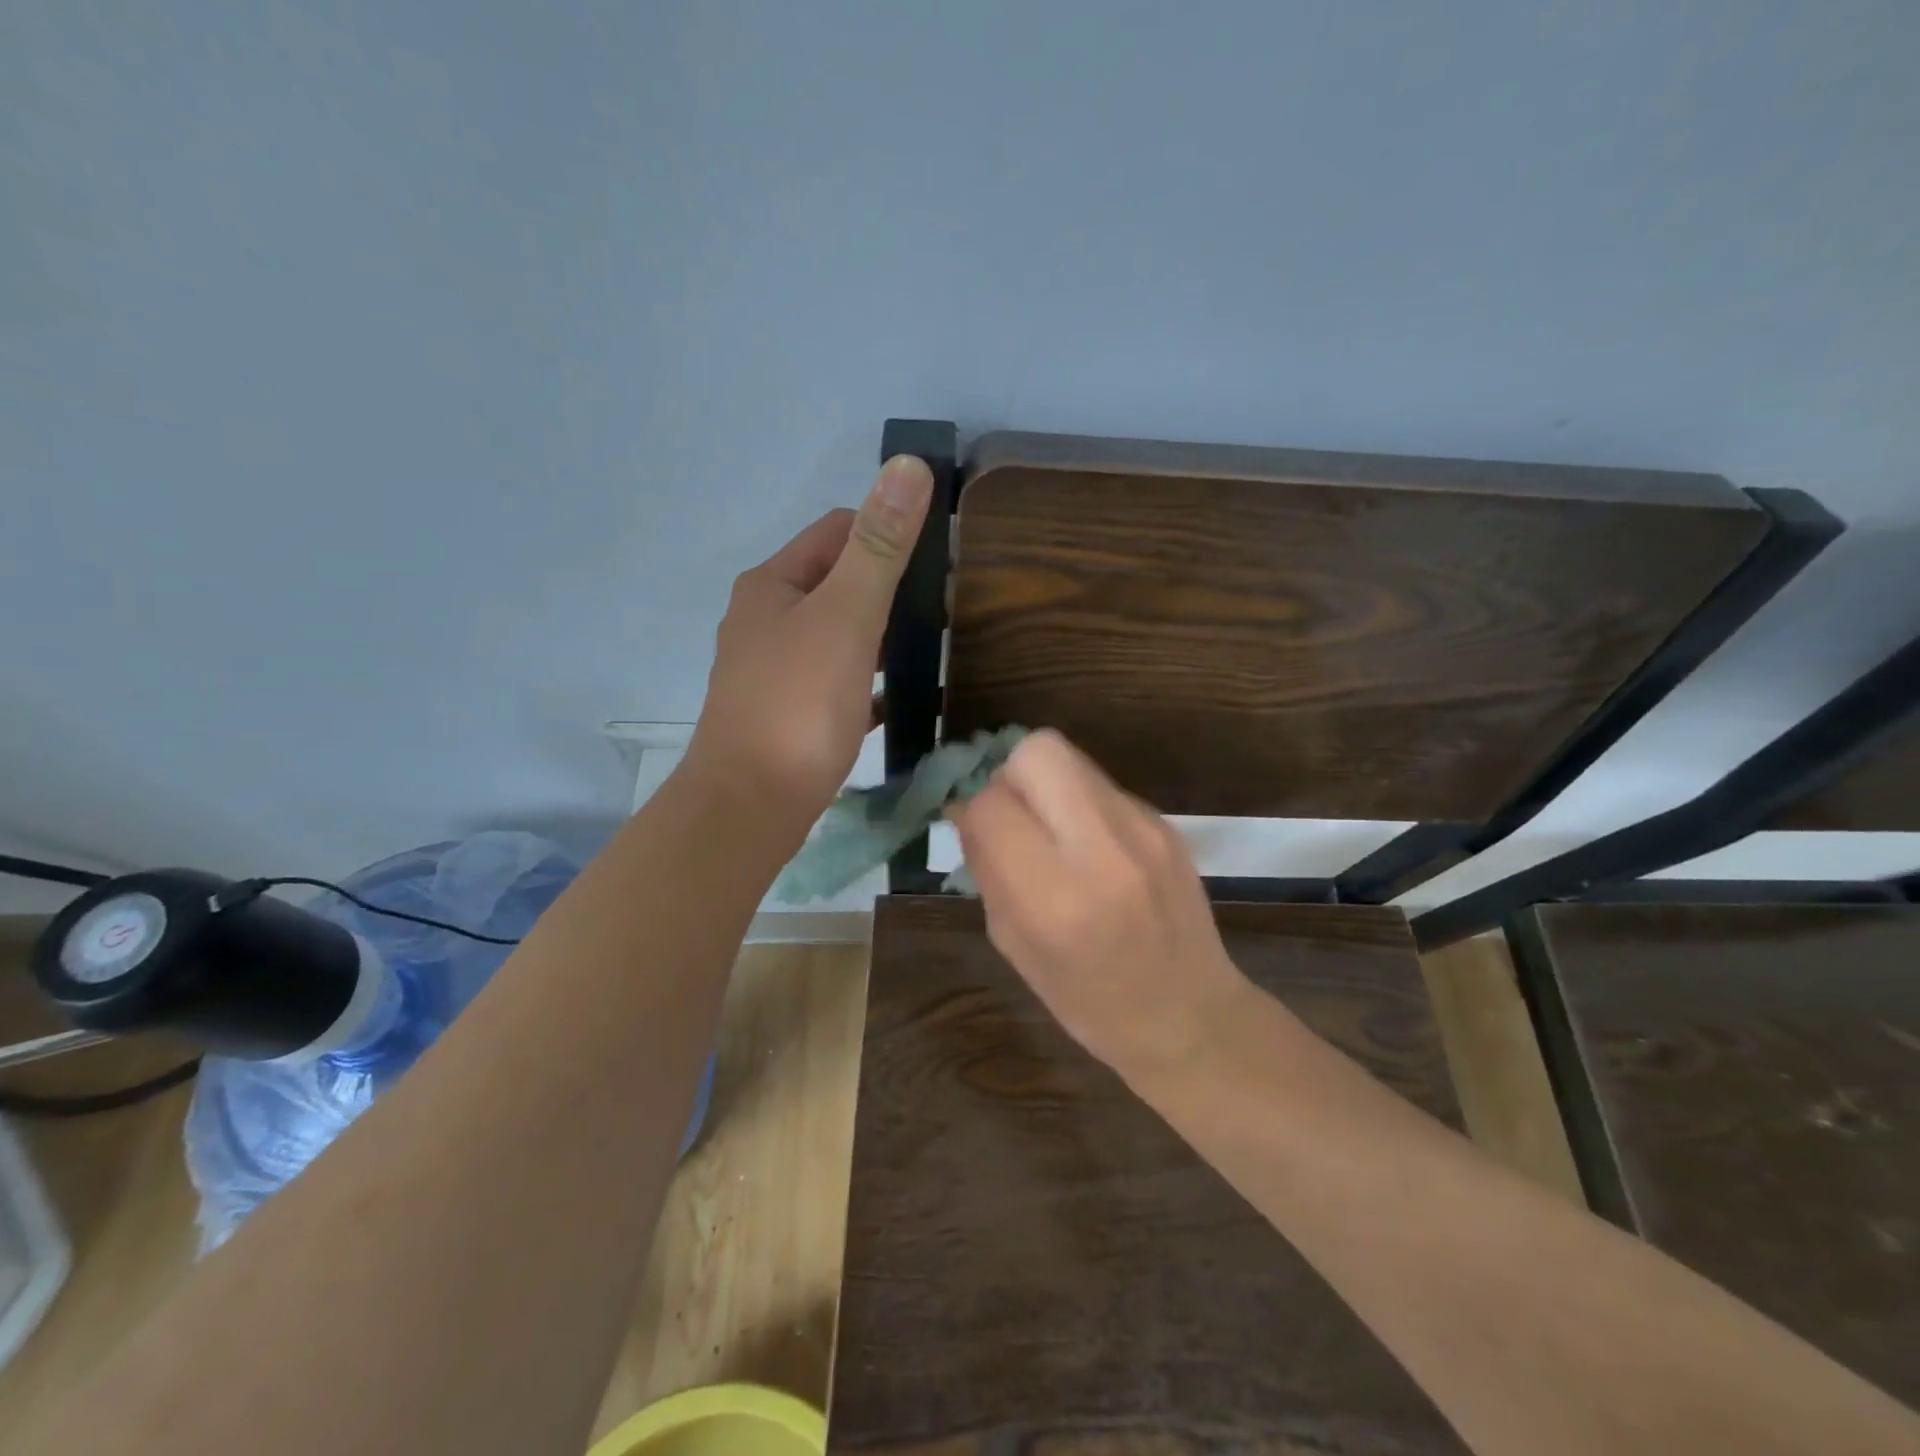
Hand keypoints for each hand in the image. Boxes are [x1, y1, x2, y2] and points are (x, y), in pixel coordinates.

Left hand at [687, 455, 933, 833]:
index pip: (837, 531)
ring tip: (929, 648)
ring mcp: (772, 669)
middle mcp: (765, 619)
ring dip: (879, 635)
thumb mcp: (845, 617)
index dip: (888, 533)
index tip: (939, 558)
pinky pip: (836, 682)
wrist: (750, 806)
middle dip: (888, 588)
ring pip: (837, 634)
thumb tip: (906, 466)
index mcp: (773, 585)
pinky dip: (867, 682)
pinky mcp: (785, 713)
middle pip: (837, 582)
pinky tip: (899, 698)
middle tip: (944, 608)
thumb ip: (878, 547)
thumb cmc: (797, 706)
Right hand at [949, 730, 1254, 1083]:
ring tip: (1049, 827)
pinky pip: (1102, 786)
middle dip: (1009, 774)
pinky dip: (1080, 803)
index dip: (973, 810)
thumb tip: (967, 810)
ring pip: (1071, 758)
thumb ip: (989, 870)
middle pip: (1037, 752)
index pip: (991, 805)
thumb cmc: (1088, 1000)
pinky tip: (1090, 844)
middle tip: (1013, 814)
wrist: (1188, 1016)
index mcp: (1053, 898)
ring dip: (1045, 783)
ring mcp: (1142, 830)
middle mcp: (1101, 851)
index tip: (977, 829)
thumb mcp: (1014, 945)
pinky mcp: (1165, 823)